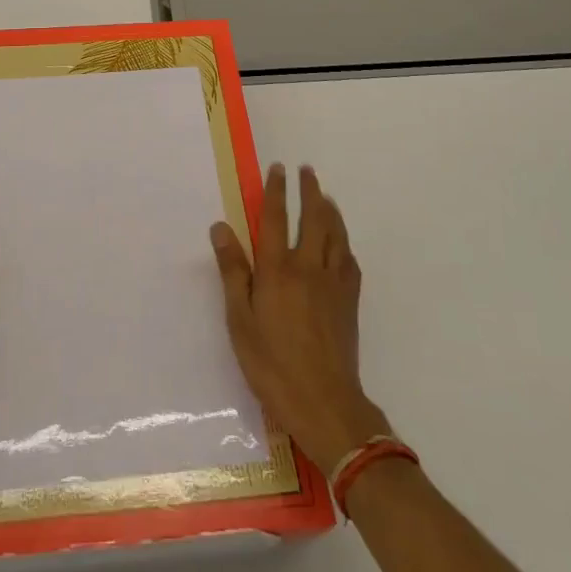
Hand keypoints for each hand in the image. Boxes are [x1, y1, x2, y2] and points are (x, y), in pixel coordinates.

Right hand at [211, 163, 389, 473]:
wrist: (324, 402)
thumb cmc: (272, 363)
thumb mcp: (240, 320)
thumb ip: (233, 271)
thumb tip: (221, 227)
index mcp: (277, 269)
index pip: (276, 218)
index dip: (276, 191)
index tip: (278, 168)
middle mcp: (308, 267)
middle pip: (312, 218)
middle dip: (309, 191)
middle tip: (307, 170)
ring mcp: (333, 284)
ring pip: (335, 235)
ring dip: (330, 210)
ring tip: (326, 196)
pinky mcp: (349, 302)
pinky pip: (349, 261)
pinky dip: (345, 244)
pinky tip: (342, 244)